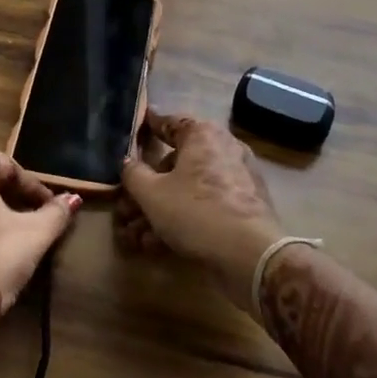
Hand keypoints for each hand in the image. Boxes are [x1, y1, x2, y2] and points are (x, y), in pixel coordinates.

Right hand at [118, 110, 282, 311]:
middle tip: (126, 208)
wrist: (250, 255)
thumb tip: (127, 163)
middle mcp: (223, 149)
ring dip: (159, 210)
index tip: (132, 132)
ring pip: (188, 189)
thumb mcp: (152, 194)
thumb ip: (133, 174)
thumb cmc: (196, 211)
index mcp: (203, 134)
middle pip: (175, 163)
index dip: (147, 127)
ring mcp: (237, 178)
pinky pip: (205, 206)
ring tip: (135, 236)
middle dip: (147, 189)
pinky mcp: (244, 207)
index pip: (169, 122)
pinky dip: (182, 220)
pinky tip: (157, 245)